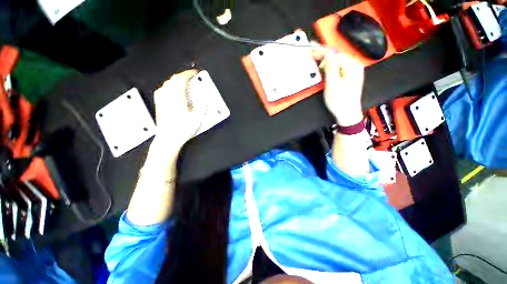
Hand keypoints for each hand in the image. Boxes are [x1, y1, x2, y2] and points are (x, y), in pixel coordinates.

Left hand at [153, 69, 199, 146]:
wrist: (168, 138)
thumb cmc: (182, 129)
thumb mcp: (197, 117)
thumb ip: (201, 104)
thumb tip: (203, 95)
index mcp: (176, 97)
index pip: (181, 79)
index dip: (189, 74)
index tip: (195, 73)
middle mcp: (167, 96)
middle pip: (173, 79)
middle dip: (183, 76)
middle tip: (191, 78)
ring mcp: (161, 100)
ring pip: (167, 83)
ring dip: (176, 80)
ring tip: (184, 83)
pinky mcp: (159, 104)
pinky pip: (163, 89)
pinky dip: (170, 86)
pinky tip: (173, 91)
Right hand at [312, 49, 364, 125]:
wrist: (347, 113)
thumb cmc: (340, 102)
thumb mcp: (333, 85)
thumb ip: (331, 68)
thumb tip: (327, 55)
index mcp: (352, 67)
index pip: (335, 55)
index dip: (322, 52)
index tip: (312, 50)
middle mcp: (355, 67)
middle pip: (337, 56)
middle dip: (324, 55)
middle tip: (312, 52)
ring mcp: (353, 72)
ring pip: (337, 61)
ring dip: (326, 60)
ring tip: (316, 58)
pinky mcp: (349, 77)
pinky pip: (338, 67)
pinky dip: (330, 66)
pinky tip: (324, 67)